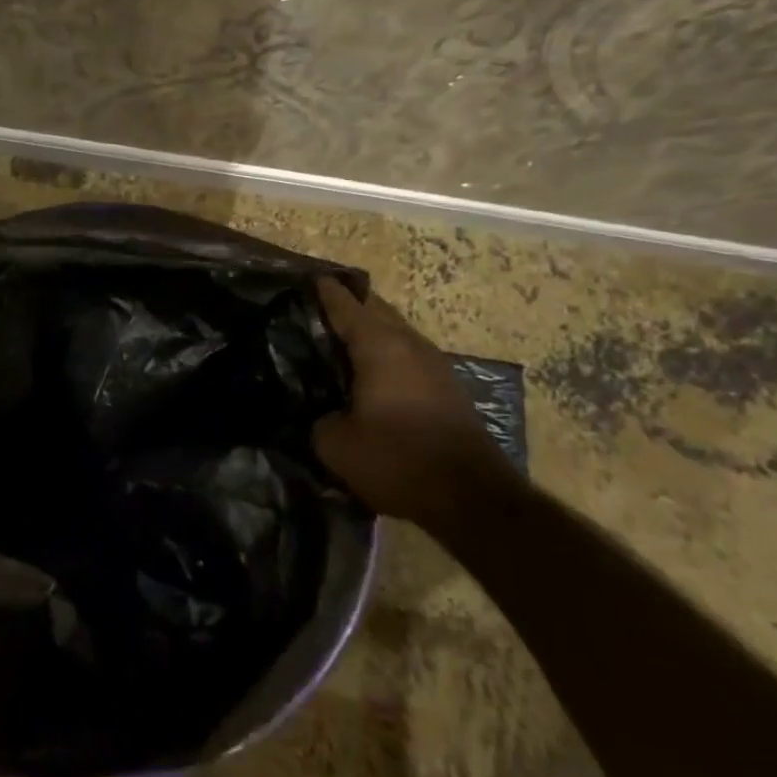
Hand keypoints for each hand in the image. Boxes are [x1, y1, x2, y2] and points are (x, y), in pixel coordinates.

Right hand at [313, 278, 505, 527]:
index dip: (322, 290)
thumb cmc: (398, 459)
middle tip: (314, 312)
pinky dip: (384, 354)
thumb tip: (319, 412)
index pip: (344, 304)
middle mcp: (409, 343)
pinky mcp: (446, 387)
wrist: (472, 497)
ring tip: (337, 342)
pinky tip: (367, 374)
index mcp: (379, 345)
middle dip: (347, 305)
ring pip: (394, 332)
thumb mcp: (336, 445)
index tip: (303, 279)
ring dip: (368, 331)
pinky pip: (406, 355)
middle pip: (374, 309)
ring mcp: (434, 364)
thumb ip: (317, 419)